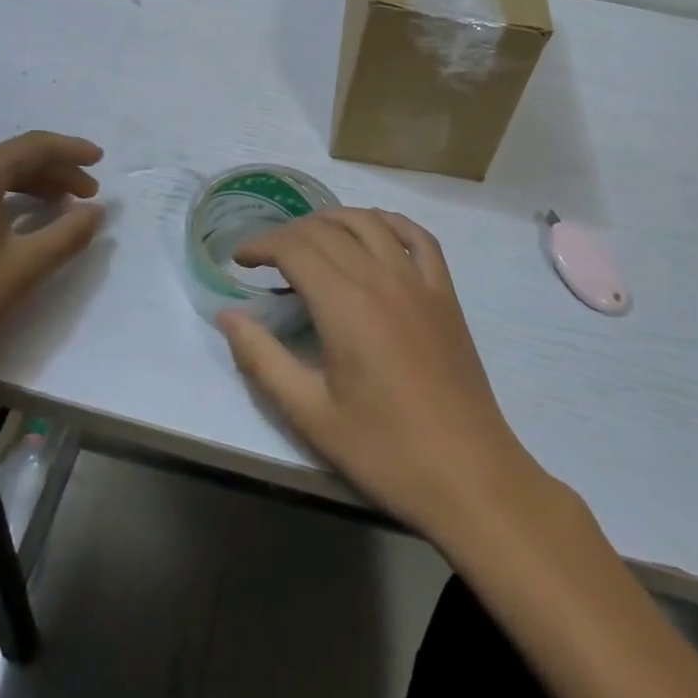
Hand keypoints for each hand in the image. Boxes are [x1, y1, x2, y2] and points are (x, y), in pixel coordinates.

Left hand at [0, 131, 104, 400]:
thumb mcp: (24, 269)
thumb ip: (68, 235)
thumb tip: (95, 211)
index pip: (31, 147)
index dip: (70, 150)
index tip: (101, 160)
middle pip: (10, 159)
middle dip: (54, 171)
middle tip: (87, 194)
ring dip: (29, 186)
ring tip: (60, 208)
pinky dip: (2, 200)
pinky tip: (16, 224)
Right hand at [218, 209, 544, 545]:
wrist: (470, 477)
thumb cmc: (385, 451)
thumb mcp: (310, 414)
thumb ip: (262, 359)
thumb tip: (227, 316)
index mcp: (346, 306)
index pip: (295, 248)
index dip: (261, 245)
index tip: (239, 259)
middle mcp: (382, 279)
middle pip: (326, 230)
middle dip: (288, 234)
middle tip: (266, 258)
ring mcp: (419, 283)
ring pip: (369, 223)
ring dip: (332, 220)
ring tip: (309, 238)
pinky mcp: (445, 295)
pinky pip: (419, 238)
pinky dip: (390, 222)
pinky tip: (374, 229)